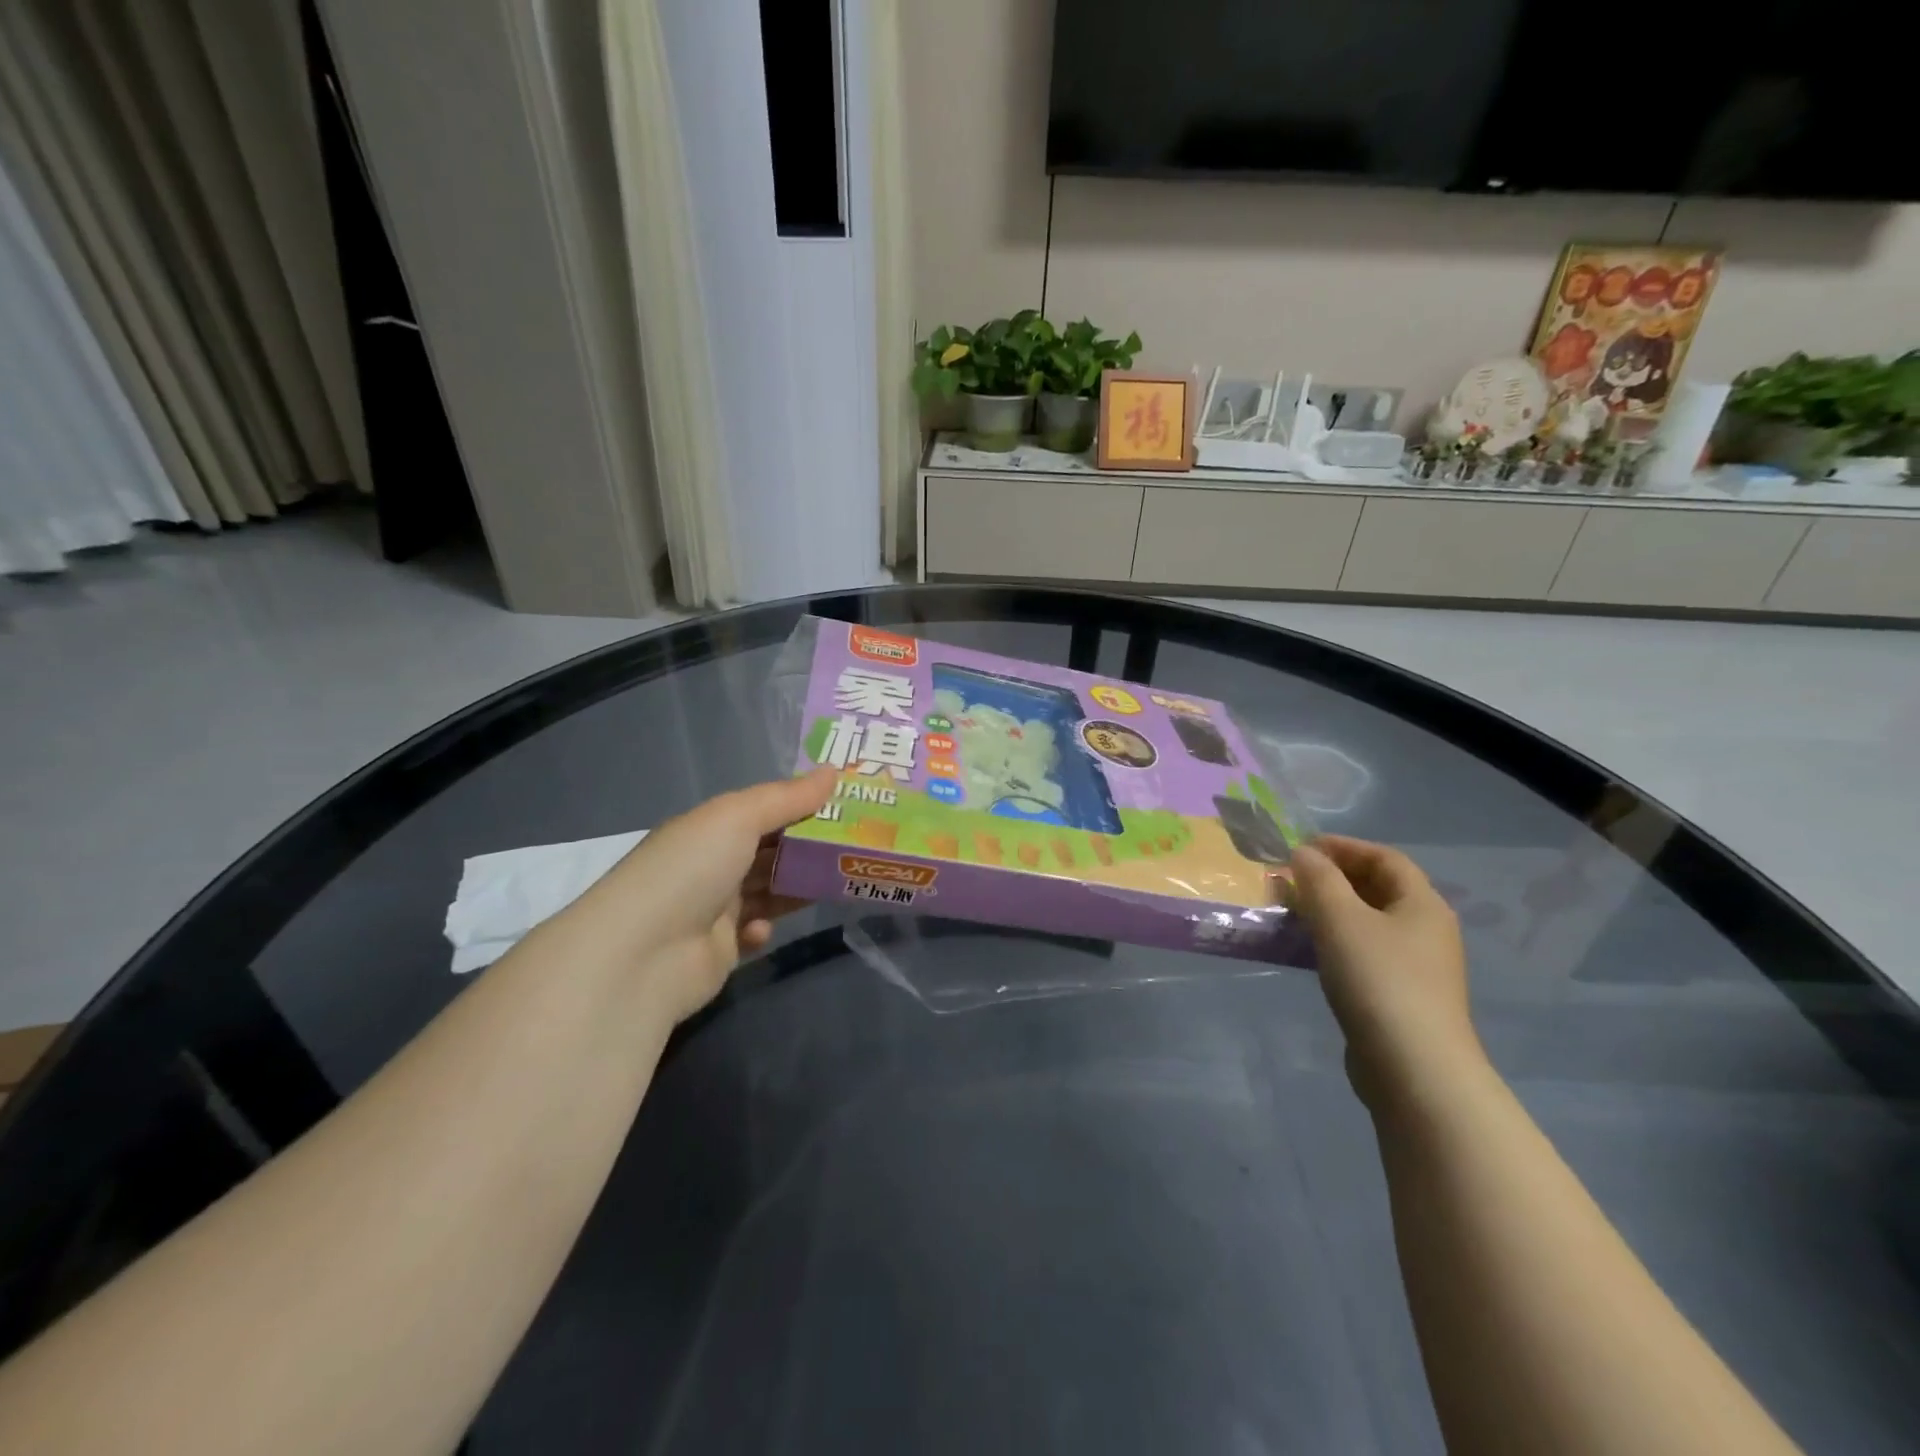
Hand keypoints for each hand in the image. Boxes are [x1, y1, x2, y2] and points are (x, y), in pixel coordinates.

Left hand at [557, 767, 835, 1023]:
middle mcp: (710, 864)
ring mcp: (713, 909)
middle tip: (855, 845)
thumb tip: (833, 771)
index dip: (801, 806)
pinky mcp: (719, 950)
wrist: (643, 955)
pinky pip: (754, 931)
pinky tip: (763, 928)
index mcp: (709, 828)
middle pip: (770, 851)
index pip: (763, 811)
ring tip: (836, 882)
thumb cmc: (691, 870)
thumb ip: (788, 797)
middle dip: (808, 848)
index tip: (844, 804)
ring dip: (796, 886)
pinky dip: (764, 926)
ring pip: (768, 890)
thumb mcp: (739, 818)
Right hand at [1289, 835, 1482, 1108]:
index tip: (1299, 848)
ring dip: (1330, 910)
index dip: (1342, 846)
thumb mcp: (1340, 919)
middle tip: (1290, 880)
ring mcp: (1417, 966)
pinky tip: (1309, 952)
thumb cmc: (1378, 980)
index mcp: (1422, 904)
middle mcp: (1427, 929)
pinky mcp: (1401, 996)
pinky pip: (1365, 952)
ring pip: (1368, 922)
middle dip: (1332, 878)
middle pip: (1378, 888)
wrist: (1414, 1069)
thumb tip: (1303, 853)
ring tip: (1291, 912)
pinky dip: (1335, 941)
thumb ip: (1318, 879)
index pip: (1384, 857)